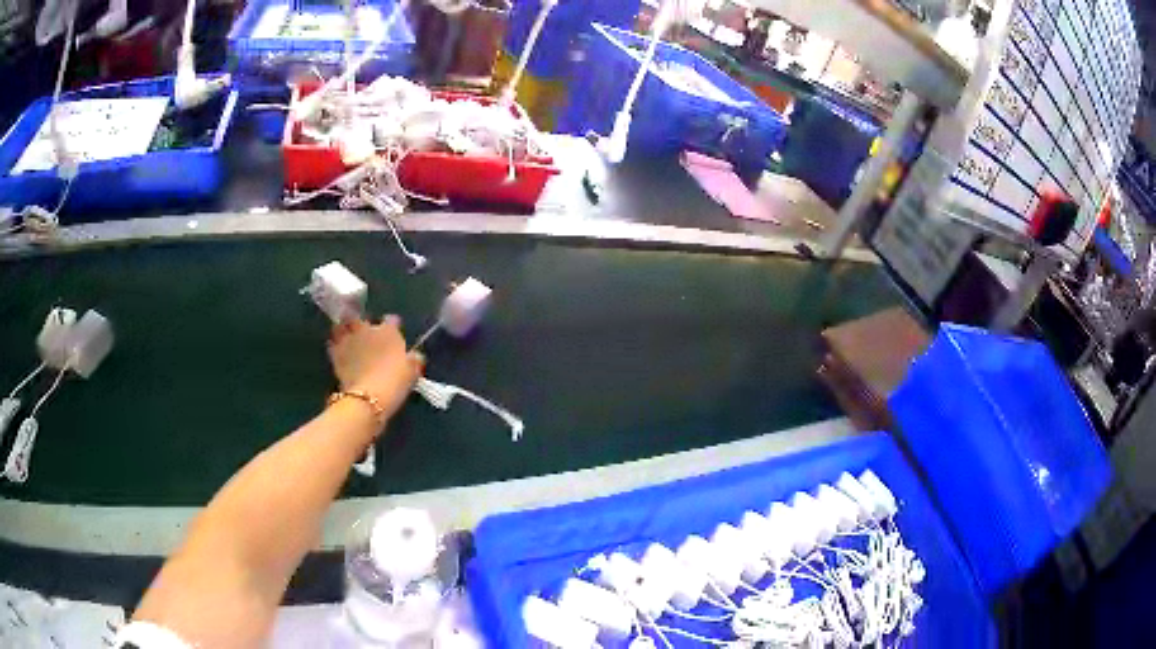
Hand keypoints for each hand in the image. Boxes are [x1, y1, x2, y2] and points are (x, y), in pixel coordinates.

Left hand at [328, 316, 423, 420]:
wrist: (369, 396)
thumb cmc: (395, 381)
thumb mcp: (413, 371)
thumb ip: (414, 359)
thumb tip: (415, 355)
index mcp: (388, 331)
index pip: (392, 320)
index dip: (393, 326)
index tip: (393, 333)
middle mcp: (366, 329)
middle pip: (361, 318)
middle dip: (362, 324)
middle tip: (365, 335)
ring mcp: (349, 339)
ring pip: (342, 326)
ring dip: (344, 330)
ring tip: (347, 338)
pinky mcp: (335, 352)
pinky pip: (332, 343)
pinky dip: (335, 345)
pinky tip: (339, 352)